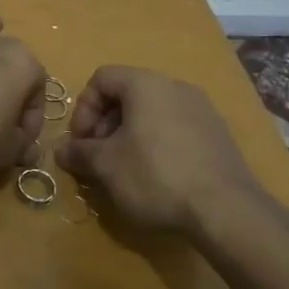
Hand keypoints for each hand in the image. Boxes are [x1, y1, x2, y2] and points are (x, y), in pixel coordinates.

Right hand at [54, 65, 266, 237]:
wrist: (226, 210)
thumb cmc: (155, 176)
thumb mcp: (105, 166)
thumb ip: (79, 153)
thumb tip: (61, 151)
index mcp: (146, 84)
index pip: (102, 78)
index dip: (83, 107)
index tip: (81, 141)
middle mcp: (176, 87)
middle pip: (128, 94)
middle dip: (105, 123)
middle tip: (98, 156)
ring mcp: (202, 110)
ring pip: (152, 112)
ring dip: (129, 135)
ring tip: (123, 169)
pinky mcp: (218, 135)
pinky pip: (175, 128)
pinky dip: (156, 144)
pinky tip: (155, 177)